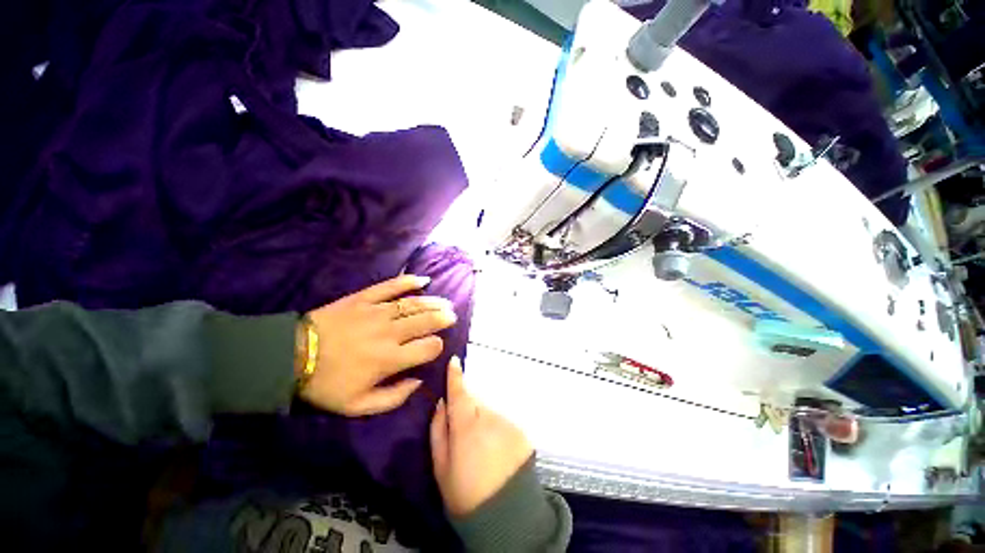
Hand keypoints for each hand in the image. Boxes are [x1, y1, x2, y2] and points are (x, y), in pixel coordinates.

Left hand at [298, 275, 456, 415]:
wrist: (291, 356)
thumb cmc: (326, 383)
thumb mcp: (358, 406)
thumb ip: (393, 398)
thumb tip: (418, 382)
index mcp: (390, 359)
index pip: (428, 348)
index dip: (437, 346)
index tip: (436, 347)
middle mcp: (390, 332)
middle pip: (426, 321)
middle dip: (443, 318)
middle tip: (452, 316)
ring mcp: (377, 312)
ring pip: (414, 304)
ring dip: (433, 302)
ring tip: (445, 302)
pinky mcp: (364, 298)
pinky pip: (390, 286)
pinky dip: (408, 281)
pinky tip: (422, 279)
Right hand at [429, 356, 533, 516]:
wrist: (506, 515)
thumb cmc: (464, 494)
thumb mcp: (440, 467)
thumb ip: (438, 430)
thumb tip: (441, 403)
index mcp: (466, 425)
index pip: (459, 393)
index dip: (455, 376)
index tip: (454, 360)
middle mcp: (488, 417)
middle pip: (474, 403)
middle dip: (468, 411)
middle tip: (464, 435)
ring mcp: (507, 423)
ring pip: (489, 413)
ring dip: (483, 423)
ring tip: (482, 450)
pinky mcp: (520, 431)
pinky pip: (503, 423)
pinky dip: (497, 431)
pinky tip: (497, 452)